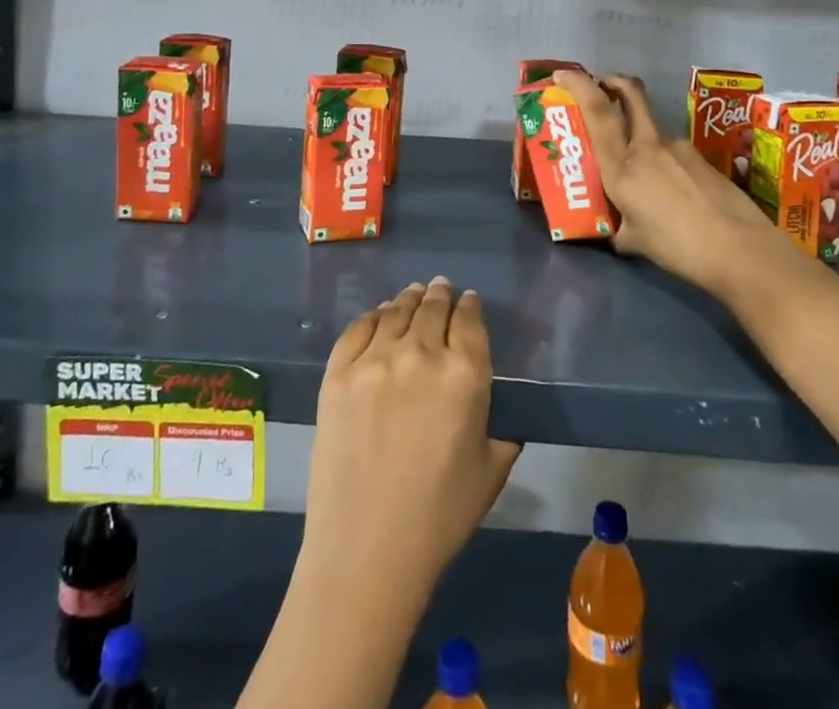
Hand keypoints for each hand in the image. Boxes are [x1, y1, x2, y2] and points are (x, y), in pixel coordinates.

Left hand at [302, 278, 522, 595]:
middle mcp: (421, 354)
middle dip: (441, 295)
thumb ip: (500, 428)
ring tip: (413, 294)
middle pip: (433, 308)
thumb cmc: (439, 517)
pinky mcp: (338, 373)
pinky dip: (372, 316)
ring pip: (396, 312)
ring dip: (409, 299)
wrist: (367, 550)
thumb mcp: (490, 471)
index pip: (470, 321)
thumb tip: (498, 409)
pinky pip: (358, 329)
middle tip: (441, 288)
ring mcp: (375, 360)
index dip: (471, 306)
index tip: (469, 300)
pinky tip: (378, 314)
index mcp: (465, 375)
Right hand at [554, 69, 777, 293]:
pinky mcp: (701, 159)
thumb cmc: (679, 247)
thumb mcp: (635, 241)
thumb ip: (619, 226)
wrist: (742, 250)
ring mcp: (678, 149)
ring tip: (644, 182)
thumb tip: (615, 228)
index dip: (578, 86)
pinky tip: (674, 197)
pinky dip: (664, 166)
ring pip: (651, 132)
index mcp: (622, 167)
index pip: (597, 112)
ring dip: (640, 142)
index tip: (562, 75)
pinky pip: (672, 155)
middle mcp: (648, 148)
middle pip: (631, 95)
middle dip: (614, 83)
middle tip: (602, 85)